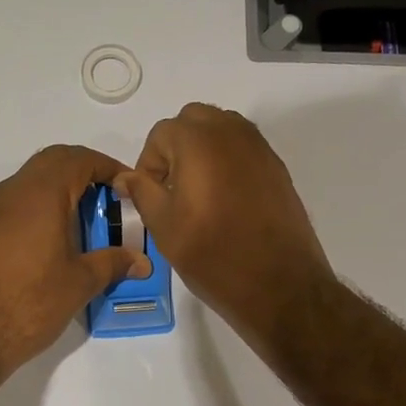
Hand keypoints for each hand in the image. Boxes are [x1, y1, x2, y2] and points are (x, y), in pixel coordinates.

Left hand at [0, 145, 150, 375]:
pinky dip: (41, 208)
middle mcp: (14, 191)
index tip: (128, 187)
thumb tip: (141, 261)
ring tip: (86, 221)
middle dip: (84, 172)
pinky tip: (55, 241)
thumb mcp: (80, 283)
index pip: (79, 159)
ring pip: (32, 181)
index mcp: (42, 193)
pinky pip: (18, 203)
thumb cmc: (30, 301)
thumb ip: (113, 263)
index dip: (108, 167)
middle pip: (53, 161)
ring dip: (60, 189)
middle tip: (109, 199)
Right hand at [115, 103, 332, 344]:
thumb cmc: (213, 255)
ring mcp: (260, 148)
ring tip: (197, 193)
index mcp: (198, 141)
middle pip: (193, 121)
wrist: (279, 284)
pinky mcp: (277, 168)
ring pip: (221, 131)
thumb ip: (142, 192)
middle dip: (176, 147)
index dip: (148, 164)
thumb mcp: (164, 226)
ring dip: (202, 150)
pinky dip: (227, 162)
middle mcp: (232, 133)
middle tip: (171, 188)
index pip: (160, 134)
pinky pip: (243, 150)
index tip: (149, 196)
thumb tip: (126, 177)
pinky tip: (225, 201)